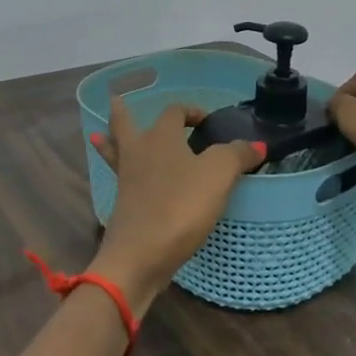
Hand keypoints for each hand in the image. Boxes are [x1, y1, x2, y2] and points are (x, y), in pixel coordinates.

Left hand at [88, 98, 266, 315]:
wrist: (140, 255)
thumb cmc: (180, 207)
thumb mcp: (218, 176)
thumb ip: (236, 155)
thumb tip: (256, 145)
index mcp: (161, 137)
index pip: (174, 112)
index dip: (190, 111)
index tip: (206, 120)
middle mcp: (139, 152)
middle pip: (125, 125)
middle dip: (123, 113)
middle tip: (116, 101)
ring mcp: (126, 179)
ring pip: (116, 152)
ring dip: (110, 141)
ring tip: (100, 135)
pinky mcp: (123, 206)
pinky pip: (120, 180)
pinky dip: (119, 173)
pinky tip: (124, 179)